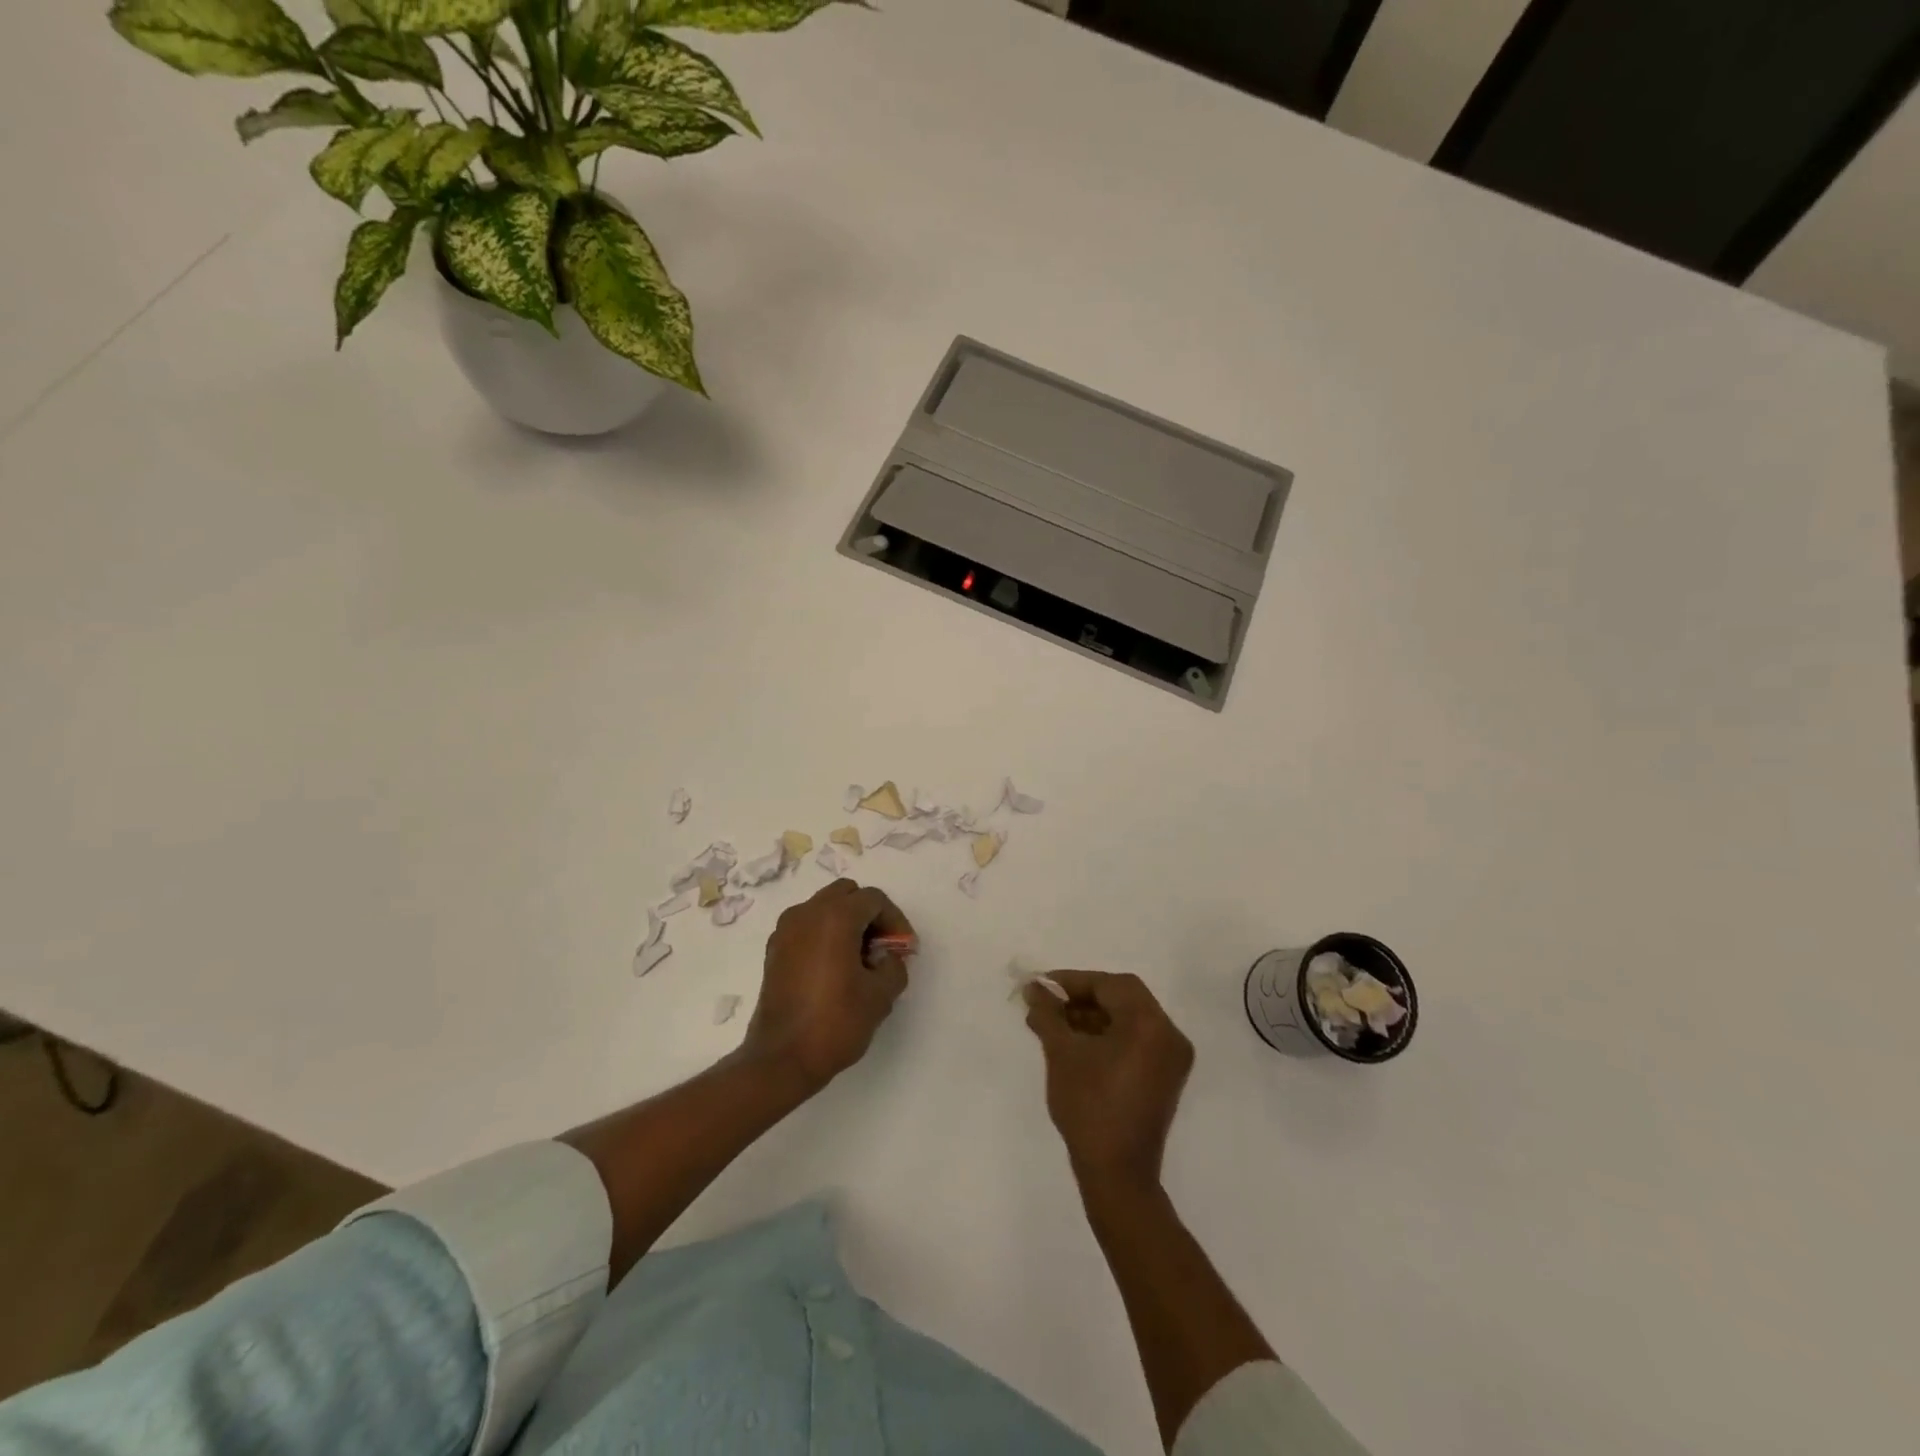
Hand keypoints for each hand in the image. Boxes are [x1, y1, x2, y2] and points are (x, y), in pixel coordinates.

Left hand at [744, 879, 914, 1092]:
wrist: (781, 1060)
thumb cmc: (835, 1023)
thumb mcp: (881, 996)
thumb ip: (894, 966)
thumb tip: (887, 957)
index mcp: (835, 917)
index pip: (874, 900)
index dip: (895, 921)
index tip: (903, 950)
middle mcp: (806, 913)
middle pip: (847, 894)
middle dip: (869, 915)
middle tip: (882, 948)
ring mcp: (785, 930)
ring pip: (824, 907)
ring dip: (846, 923)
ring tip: (860, 959)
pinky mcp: (774, 950)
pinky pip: (807, 926)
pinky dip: (825, 935)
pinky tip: (835, 969)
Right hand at [1024, 970, 1193, 1191]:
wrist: (1117, 1175)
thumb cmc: (1089, 1107)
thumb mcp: (1062, 1053)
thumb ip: (1048, 1013)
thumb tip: (1033, 988)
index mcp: (1150, 1024)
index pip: (1110, 985)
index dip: (1073, 981)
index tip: (1042, 987)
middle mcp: (1169, 1034)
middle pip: (1123, 998)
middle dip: (1082, 997)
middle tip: (1048, 1004)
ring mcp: (1171, 1058)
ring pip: (1128, 1019)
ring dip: (1093, 1017)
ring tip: (1055, 1024)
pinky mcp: (1165, 1078)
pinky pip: (1136, 1041)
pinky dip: (1108, 1035)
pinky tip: (1076, 1043)